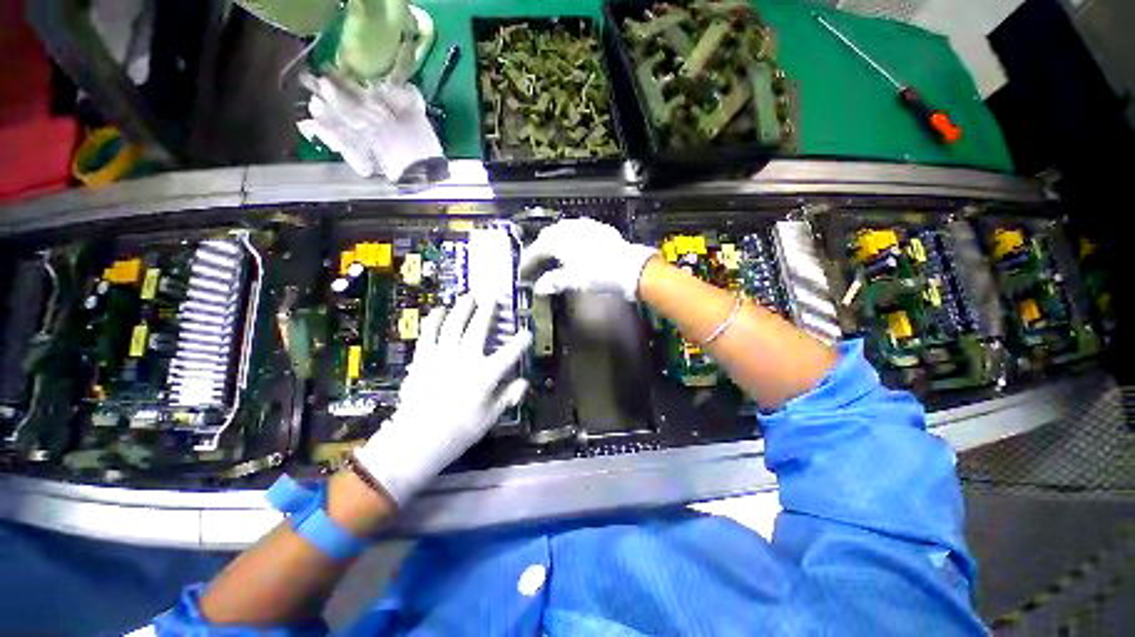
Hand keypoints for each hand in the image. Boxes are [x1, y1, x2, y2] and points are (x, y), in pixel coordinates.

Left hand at [353, 296, 531, 505]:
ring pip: (455, 324)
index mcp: (486, 374)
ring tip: (468, 296)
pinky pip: (429, 333)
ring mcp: (443, 355)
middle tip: (492, 297)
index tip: (527, 333)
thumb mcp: (490, 416)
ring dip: (463, 308)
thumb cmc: (460, 430)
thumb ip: (508, 396)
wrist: (418, 438)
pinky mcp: (423, 358)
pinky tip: (438, 309)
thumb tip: (524, 383)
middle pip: (479, 328)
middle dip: (488, 310)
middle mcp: (466, 358)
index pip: (510, 353)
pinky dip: (434, 319)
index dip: (521, 341)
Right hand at [519, 218, 657, 300]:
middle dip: (540, 248)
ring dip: (555, 240)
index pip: (537, 249)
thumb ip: (554, 282)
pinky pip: (578, 229)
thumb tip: (539, 288)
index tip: (523, 271)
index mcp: (560, 241)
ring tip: (553, 253)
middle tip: (536, 261)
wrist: (630, 267)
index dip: (528, 261)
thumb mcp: (574, 281)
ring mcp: (585, 226)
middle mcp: (570, 229)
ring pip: (563, 229)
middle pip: (548, 235)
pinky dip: (571, 237)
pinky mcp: (598, 228)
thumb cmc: (599, 274)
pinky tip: (576, 245)